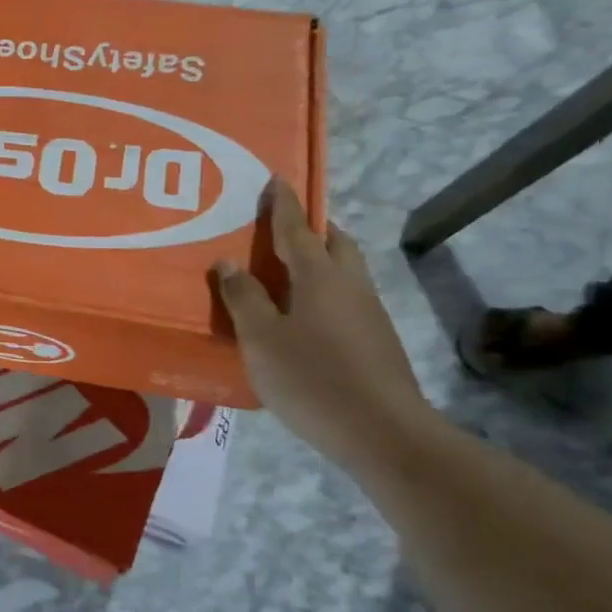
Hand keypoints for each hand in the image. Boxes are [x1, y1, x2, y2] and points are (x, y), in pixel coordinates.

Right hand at [212, 180, 433, 470]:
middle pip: (334, 243)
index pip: (297, 228)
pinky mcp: (377, 340)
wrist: (383, 433)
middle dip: (311, 229)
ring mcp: (369, 313)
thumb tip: (228, 262)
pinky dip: (326, 291)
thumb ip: (243, 298)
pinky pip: (347, 297)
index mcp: (319, 276)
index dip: (283, 204)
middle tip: (282, 229)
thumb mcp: (261, 338)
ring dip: (320, 261)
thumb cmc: (312, 378)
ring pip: (345, 271)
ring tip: (287, 272)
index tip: (276, 178)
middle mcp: (349, 284)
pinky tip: (306, 317)